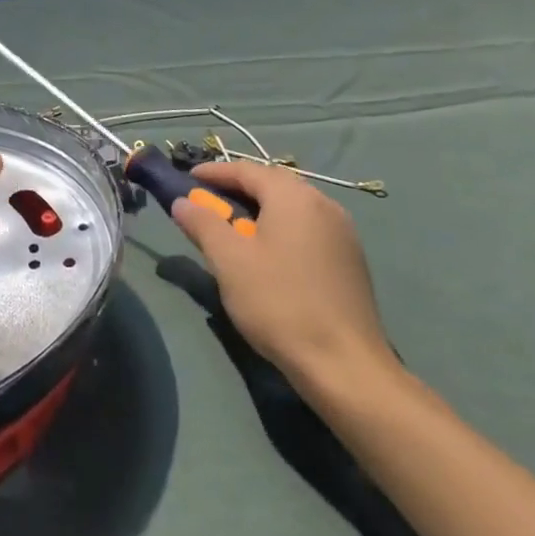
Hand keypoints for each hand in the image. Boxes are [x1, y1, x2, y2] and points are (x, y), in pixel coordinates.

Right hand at [173, 159, 398, 398]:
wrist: (345, 366)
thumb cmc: (279, 303)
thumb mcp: (228, 260)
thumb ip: (203, 223)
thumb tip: (183, 201)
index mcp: (294, 197)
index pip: (247, 170)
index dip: (214, 172)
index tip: (188, 179)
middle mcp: (323, 204)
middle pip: (273, 184)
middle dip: (237, 189)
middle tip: (208, 204)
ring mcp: (343, 233)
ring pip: (292, 207)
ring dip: (261, 210)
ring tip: (234, 229)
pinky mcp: (351, 260)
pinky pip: (308, 228)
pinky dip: (282, 229)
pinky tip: (269, 254)